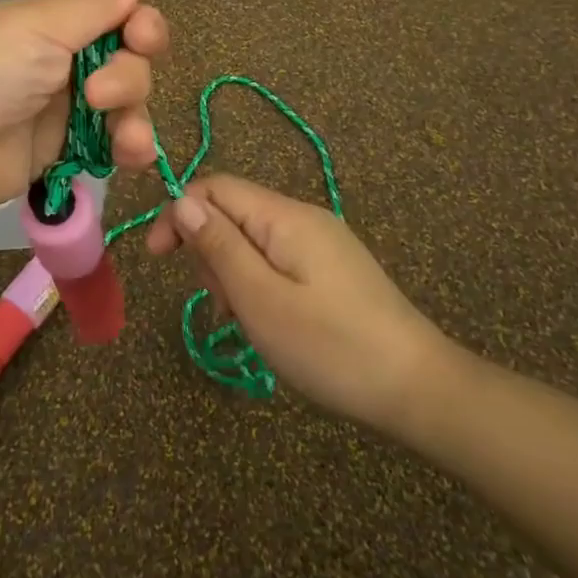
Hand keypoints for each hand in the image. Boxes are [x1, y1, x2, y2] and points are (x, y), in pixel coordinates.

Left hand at [0, 0, 168, 216]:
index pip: (118, 18)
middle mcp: (66, 63)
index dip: (141, 26)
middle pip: (130, 62)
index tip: (141, 37)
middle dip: (128, 77)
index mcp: (57, 25)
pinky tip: (131, 156)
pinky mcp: (65, 152)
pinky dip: (130, 148)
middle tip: (95, 93)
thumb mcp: (39, 28)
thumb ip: (94, 8)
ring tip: (124, 140)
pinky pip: (113, 145)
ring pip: (127, 106)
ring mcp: (67, 110)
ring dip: (135, 117)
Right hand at [147, 174, 447, 427]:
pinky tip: (268, 323)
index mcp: (285, 216)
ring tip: (246, 323)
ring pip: (253, 241)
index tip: (157, 259)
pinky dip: (259, 286)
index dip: (178, 214)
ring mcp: (322, 243)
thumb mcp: (261, 299)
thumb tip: (182, 201)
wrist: (420, 390)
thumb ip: (219, 246)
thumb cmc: (331, 346)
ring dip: (233, 275)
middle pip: (232, 213)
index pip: (214, 188)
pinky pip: (277, 261)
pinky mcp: (332, 270)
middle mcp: (304, 218)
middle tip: (222, 306)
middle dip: (210, 252)